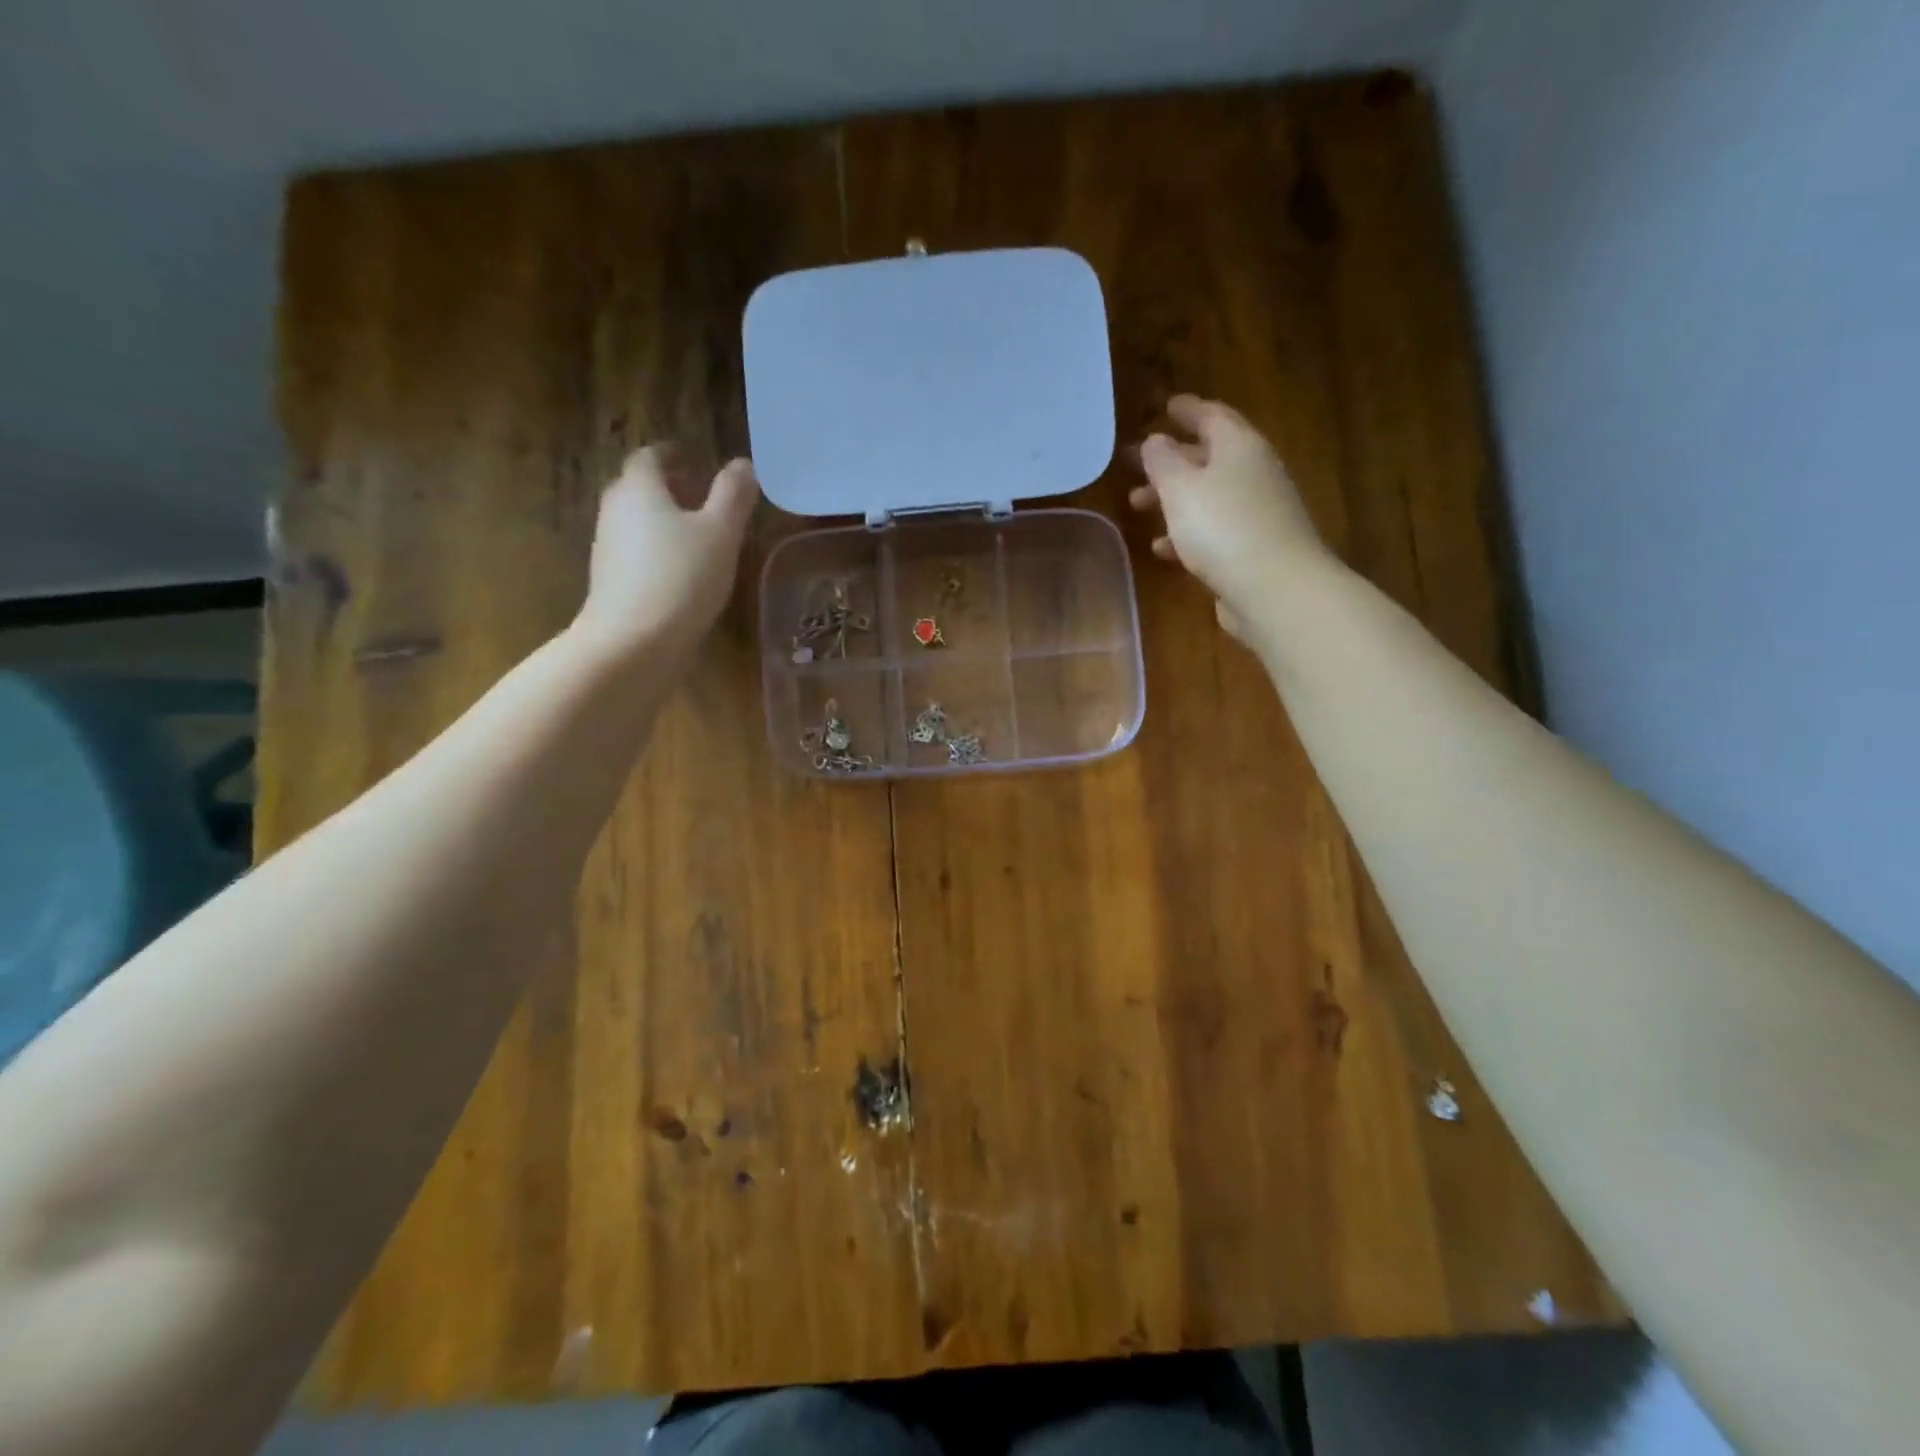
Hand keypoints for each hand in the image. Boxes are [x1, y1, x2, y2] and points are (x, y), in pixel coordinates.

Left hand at [574, 444, 758, 659]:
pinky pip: (635, 553)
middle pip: (638, 488)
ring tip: (697, 536)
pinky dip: (656, 551)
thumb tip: (742, 465)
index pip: (650, 457)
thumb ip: (733, 496)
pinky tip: (682, 572)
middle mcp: (615, 510)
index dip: (672, 455)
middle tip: (699, 495)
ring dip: (662, 521)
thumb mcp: (721, 533)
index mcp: (639, 488)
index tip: (695, 460)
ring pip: (636, 522)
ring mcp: (607, 548)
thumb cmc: (682, 577)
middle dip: (668, 488)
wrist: (633, 642)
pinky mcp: (610, 582)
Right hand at [1129, 395, 1330, 642]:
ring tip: (1138, 507)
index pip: (1212, 416)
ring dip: (1172, 498)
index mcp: (1239, 446)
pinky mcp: (1253, 548)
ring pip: (1207, 495)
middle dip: (1170, 459)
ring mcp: (1256, 512)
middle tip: (1135, 465)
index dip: (1187, 410)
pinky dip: (1186, 532)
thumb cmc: (1222, 528)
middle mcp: (1253, 472)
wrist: (1275, 588)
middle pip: (1208, 457)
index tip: (1166, 406)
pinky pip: (1213, 529)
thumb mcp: (1180, 488)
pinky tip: (1162, 548)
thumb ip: (1162, 461)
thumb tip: (1156, 440)